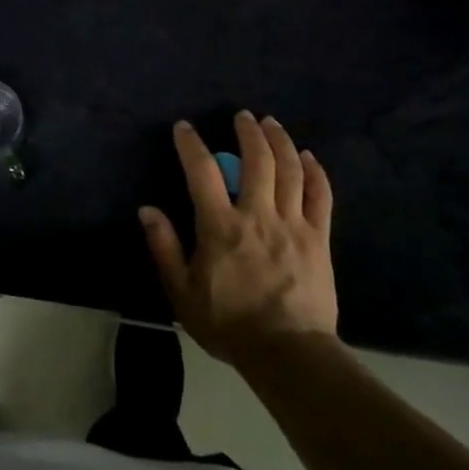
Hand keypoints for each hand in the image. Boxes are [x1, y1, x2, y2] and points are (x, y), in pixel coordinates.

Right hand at [139, 112, 337, 363]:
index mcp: (220, 226)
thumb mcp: (182, 292)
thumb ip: (164, 248)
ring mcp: (293, 225)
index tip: (184, 127)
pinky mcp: (319, 239)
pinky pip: (321, 197)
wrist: (288, 354)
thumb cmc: (229, 324)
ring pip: (291, 171)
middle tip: (242, 116)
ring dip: (280, 141)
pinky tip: (308, 157)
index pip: (202, 172)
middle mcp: (258, 216)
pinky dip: (315, 172)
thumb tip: (147, 210)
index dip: (191, 144)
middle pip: (257, 160)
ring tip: (271, 124)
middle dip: (248, 132)